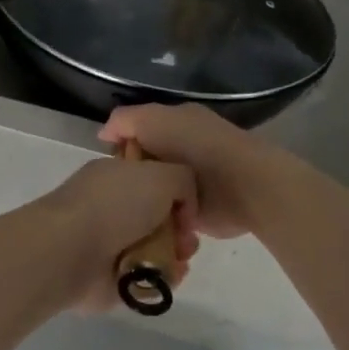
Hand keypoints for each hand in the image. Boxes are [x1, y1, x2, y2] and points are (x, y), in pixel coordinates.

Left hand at [38, 154, 199, 310]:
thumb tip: (184, 207)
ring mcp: (110, 242)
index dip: (177, 192)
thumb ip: (183, 180)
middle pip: (159, 216)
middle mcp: (113, 205)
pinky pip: (147, 277)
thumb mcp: (161, 174)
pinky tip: (170, 277)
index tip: (188, 208)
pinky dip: (162, 278)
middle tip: (188, 240)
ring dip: (175, 255)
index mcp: (117, 174)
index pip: (154, 178)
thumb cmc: (115, 205)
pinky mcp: (111, 277)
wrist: (71, 250)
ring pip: (156, 247)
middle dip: (180, 228)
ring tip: (181, 260)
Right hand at [99, 104, 281, 239]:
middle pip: (145, 164)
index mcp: (176, 123)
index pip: (138, 133)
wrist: (244, 186)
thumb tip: (104, 134)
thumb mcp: (154, 120)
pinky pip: (168, 216)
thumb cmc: (198, 147)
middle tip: (115, 195)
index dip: (121, 147)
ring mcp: (191, 183)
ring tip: (126, 216)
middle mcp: (183, 151)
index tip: (107, 166)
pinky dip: (158, 221)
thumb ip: (126, 121)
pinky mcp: (197, 212)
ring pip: (155, 192)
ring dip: (145, 203)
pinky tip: (145, 229)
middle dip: (131, 178)